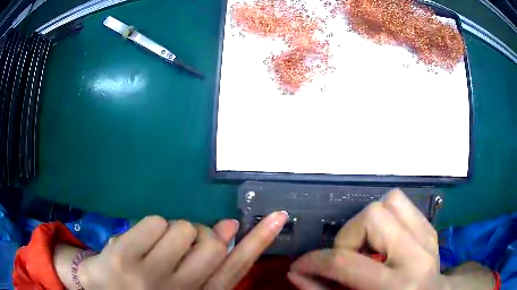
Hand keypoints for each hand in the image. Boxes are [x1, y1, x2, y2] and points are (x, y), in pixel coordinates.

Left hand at [78, 211, 287, 288]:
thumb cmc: (145, 288)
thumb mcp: (179, 281)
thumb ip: (207, 261)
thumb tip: (231, 228)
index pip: (236, 268)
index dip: (259, 241)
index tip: (278, 217)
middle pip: (212, 243)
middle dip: (201, 233)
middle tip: (184, 239)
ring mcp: (150, 275)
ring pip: (183, 228)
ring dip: (174, 229)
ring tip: (158, 245)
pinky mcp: (124, 257)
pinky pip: (155, 221)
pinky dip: (151, 226)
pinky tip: (138, 242)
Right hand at [289, 189, 448, 289]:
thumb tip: (296, 273)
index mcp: (398, 284)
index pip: (346, 262)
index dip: (314, 262)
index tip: (299, 267)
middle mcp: (417, 254)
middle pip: (373, 216)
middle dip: (348, 236)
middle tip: (345, 258)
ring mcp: (428, 235)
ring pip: (390, 201)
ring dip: (368, 223)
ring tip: (364, 247)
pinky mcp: (429, 227)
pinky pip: (402, 204)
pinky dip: (384, 217)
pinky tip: (381, 240)